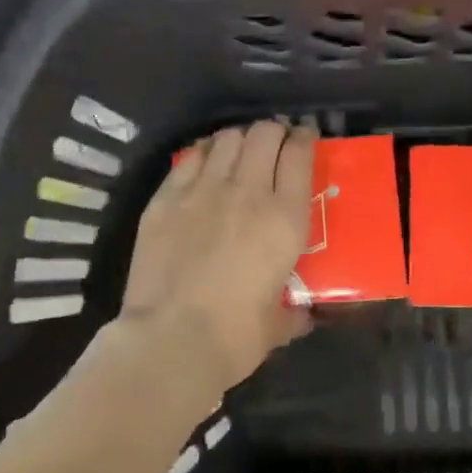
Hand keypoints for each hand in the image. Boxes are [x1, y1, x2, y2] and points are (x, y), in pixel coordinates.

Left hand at [121, 121, 317, 386]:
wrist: (172, 341)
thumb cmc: (236, 336)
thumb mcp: (279, 324)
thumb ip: (293, 311)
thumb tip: (302, 314)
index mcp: (285, 218)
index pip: (300, 154)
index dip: (304, 138)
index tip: (305, 137)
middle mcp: (248, 191)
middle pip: (264, 134)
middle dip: (274, 131)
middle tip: (274, 144)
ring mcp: (203, 190)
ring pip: (227, 138)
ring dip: (239, 139)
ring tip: (240, 151)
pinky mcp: (166, 198)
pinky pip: (190, 157)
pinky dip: (203, 153)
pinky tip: (204, 162)